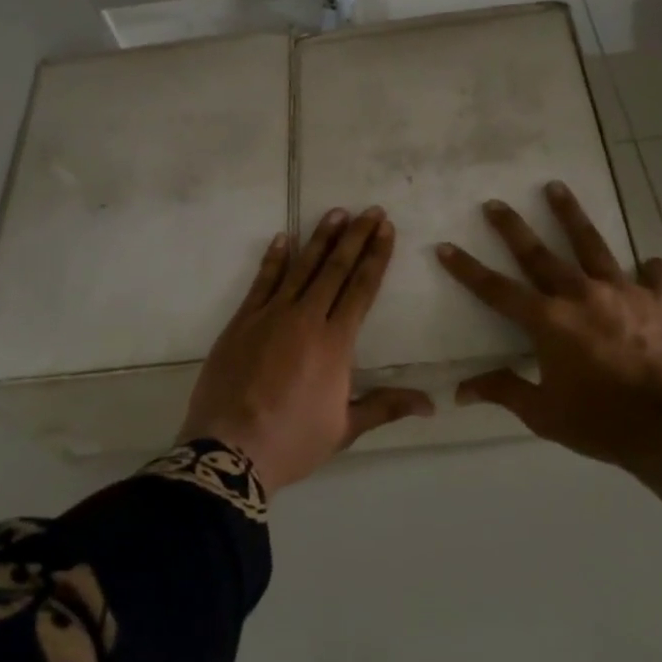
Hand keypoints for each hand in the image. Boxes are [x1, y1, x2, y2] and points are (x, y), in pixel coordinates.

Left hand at [179, 207, 433, 495]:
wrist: (229, 450)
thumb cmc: (293, 441)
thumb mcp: (345, 428)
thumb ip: (386, 407)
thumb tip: (431, 404)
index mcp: (335, 343)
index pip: (362, 289)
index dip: (376, 257)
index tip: (386, 230)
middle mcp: (306, 319)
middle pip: (335, 269)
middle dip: (355, 237)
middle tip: (371, 211)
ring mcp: (270, 316)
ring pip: (300, 267)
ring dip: (320, 238)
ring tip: (336, 212)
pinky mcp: (241, 322)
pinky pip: (261, 282)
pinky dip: (273, 259)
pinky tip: (282, 238)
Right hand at [435, 182, 661, 498]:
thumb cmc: (602, 422)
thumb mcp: (544, 414)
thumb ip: (504, 392)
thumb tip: (459, 391)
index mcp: (548, 322)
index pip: (496, 290)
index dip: (467, 269)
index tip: (445, 246)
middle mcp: (580, 294)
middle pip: (539, 254)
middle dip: (512, 227)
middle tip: (495, 203)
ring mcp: (623, 291)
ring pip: (591, 244)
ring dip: (570, 215)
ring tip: (556, 187)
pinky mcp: (660, 299)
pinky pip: (653, 274)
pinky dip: (648, 269)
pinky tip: (647, 264)